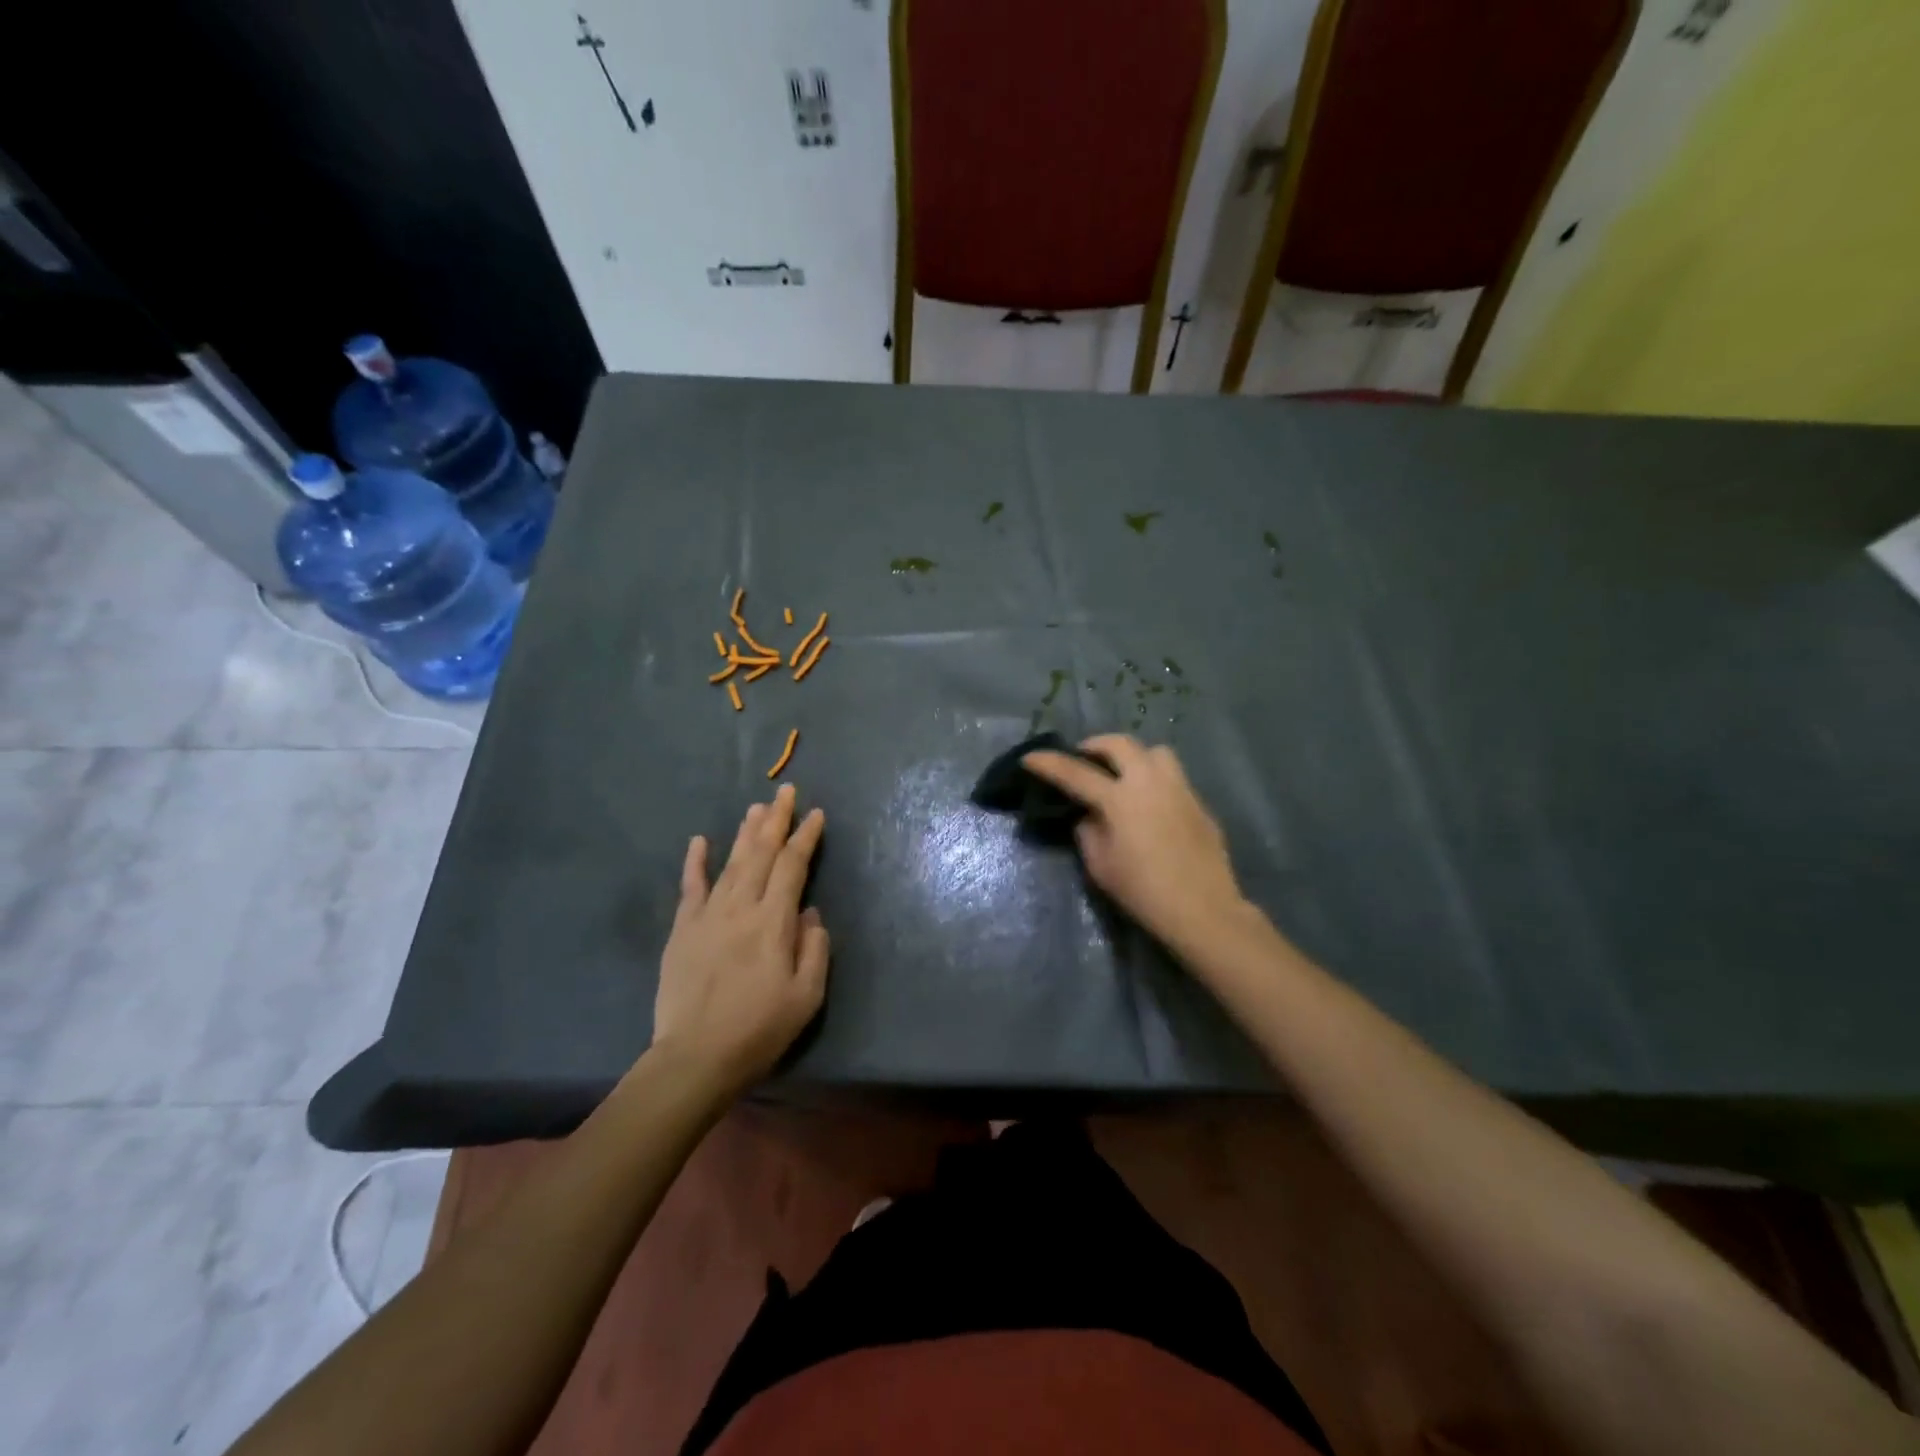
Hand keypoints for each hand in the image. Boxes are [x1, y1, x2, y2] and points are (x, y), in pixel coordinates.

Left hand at [651, 785, 829, 1098]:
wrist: (695, 1058)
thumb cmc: (759, 1030)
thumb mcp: (806, 997)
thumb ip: (815, 949)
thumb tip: (810, 912)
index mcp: (774, 922)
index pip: (793, 866)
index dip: (805, 838)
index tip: (816, 815)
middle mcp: (741, 908)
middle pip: (761, 853)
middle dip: (776, 820)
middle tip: (785, 792)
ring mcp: (707, 915)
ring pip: (731, 862)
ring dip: (745, 832)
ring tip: (757, 807)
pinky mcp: (682, 930)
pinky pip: (690, 887)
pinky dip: (696, 862)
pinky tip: (700, 840)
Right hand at [1023, 736, 1245, 949]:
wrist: (1203, 910)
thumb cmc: (1143, 892)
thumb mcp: (1100, 866)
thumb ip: (1088, 832)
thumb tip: (1090, 816)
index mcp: (1120, 799)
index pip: (1076, 773)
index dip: (1049, 763)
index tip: (1030, 757)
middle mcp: (1150, 782)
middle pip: (1120, 744)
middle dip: (1095, 745)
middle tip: (1082, 758)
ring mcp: (1179, 789)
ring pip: (1154, 751)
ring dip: (1132, 755)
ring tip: (1122, 773)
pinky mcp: (1198, 803)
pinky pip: (1172, 776)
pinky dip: (1153, 778)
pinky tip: (1149, 804)